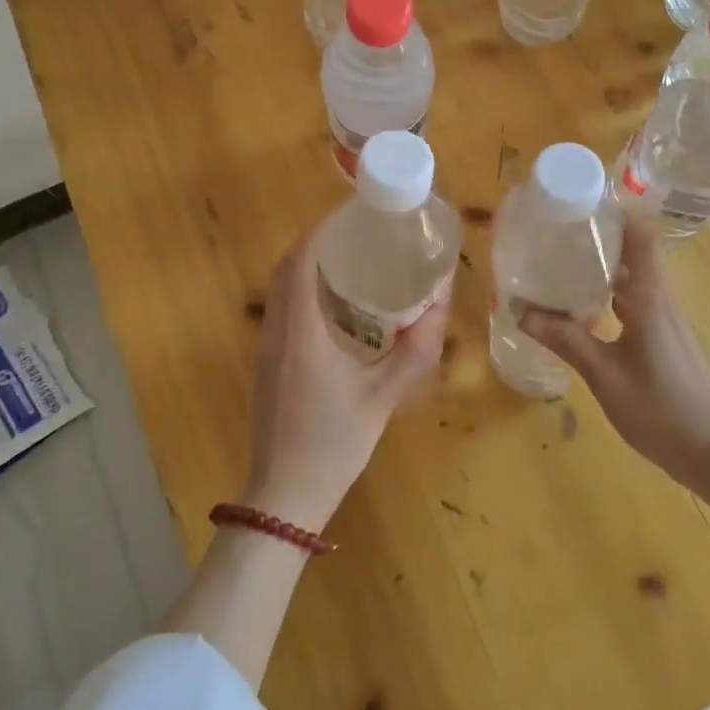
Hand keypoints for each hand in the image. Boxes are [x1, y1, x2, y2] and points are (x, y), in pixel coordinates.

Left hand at [242, 230, 448, 531]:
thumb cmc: (333, 445)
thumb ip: (415, 350)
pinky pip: (282, 309)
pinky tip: (338, 302)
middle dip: (318, 241)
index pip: (301, 263)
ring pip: (280, 288)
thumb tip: (441, 304)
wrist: (283, 498)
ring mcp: (268, 348)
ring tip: (352, 256)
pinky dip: (304, 290)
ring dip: (309, 264)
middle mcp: (277, 331)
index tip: (352, 211)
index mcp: (301, 333)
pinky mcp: (269, 363)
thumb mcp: (383, 398)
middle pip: (287, 269)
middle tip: (359, 231)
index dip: (322, 229)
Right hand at [521, 218, 709, 505]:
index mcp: (650, 299)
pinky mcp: (667, 340)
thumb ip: (567, 341)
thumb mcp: (605, 377)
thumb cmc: (662, 411)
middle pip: (634, 254)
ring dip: (603, 269)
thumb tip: (522, 311)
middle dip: (598, 240)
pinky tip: (584, 311)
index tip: (580, 205)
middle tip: (556, 236)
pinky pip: (636, 303)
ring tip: (561, 267)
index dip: (615, 215)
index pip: (641, 237)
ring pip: (634, 280)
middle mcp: (661, 301)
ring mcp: (667, 322)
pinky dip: (611, 296)